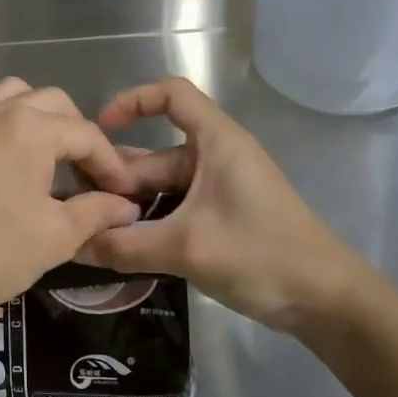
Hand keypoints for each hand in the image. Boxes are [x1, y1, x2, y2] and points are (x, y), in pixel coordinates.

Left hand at [0, 55, 141, 330]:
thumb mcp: (56, 237)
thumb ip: (96, 212)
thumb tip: (125, 206)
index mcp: (32, 130)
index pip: (86, 135)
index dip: (110, 164)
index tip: (123, 196)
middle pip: (52, 104)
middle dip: (77, 136)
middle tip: (86, 179)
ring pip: (5, 94)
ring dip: (32, 110)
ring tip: (46, 145)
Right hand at [79, 77, 380, 346]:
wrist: (327, 301)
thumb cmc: (262, 255)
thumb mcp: (187, 248)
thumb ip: (124, 245)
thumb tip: (70, 244)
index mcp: (215, 143)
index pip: (171, 95)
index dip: (133, 101)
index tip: (99, 128)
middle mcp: (214, 158)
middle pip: (153, 154)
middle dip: (116, 178)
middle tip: (77, 208)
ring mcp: (217, 190)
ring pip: (160, 188)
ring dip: (128, 206)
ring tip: (88, 230)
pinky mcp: (219, 218)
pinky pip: (172, 210)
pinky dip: (147, 224)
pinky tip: (119, 247)